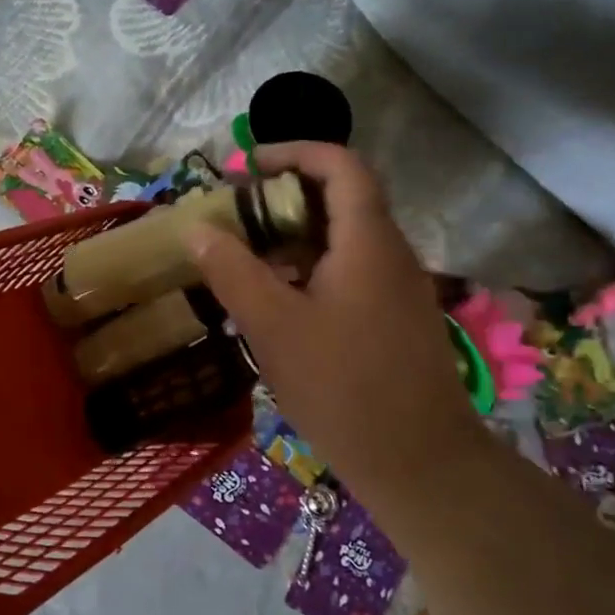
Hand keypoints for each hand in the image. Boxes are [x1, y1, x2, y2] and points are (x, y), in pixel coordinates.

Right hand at [186, 142, 484, 500]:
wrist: (419, 463)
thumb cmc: (342, 386)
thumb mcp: (272, 326)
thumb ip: (232, 270)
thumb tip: (196, 228)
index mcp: (368, 242)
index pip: (341, 166)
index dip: (295, 152)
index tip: (248, 166)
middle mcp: (391, 254)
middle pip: (342, 199)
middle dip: (286, 197)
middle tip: (236, 216)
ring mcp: (398, 289)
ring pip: (345, 240)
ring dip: (296, 237)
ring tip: (247, 258)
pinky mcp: (396, 320)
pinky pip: (351, 272)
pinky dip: (311, 269)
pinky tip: (279, 304)